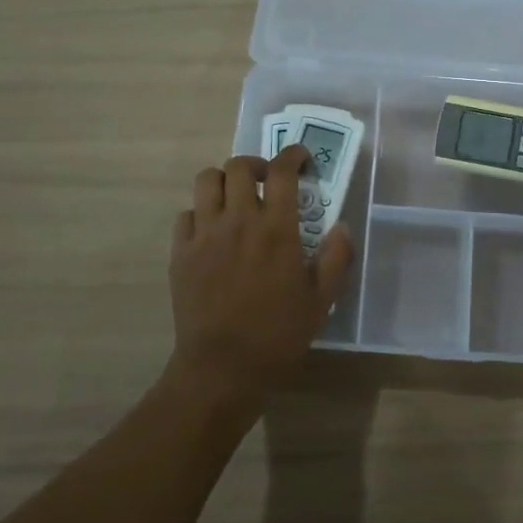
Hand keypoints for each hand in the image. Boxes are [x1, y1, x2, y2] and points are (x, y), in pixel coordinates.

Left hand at [167, 145, 355, 416]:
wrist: (222, 367)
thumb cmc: (278, 334)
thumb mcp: (322, 300)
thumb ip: (337, 257)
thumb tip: (341, 227)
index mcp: (276, 228)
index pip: (282, 171)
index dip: (293, 155)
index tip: (302, 159)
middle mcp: (238, 220)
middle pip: (239, 166)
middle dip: (256, 164)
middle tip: (268, 181)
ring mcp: (204, 234)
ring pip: (206, 181)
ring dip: (224, 181)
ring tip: (235, 198)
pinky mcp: (181, 252)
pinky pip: (186, 215)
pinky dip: (200, 213)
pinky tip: (212, 231)